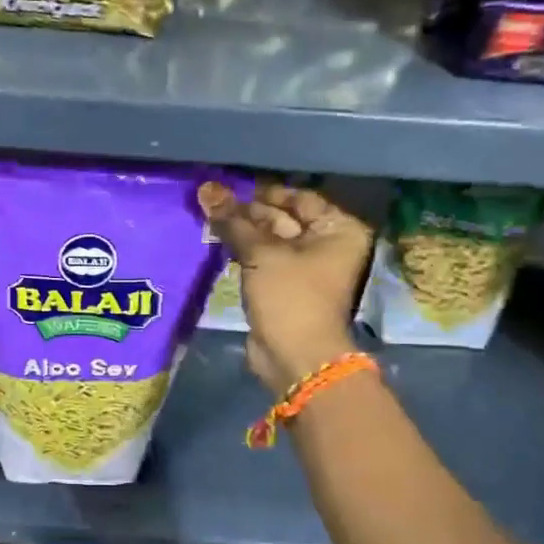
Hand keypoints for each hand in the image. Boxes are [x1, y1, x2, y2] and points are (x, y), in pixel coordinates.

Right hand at [199, 181, 372, 394]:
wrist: (295, 357)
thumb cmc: (290, 297)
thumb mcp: (260, 253)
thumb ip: (233, 221)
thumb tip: (206, 188)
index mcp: (337, 229)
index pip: (298, 198)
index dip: (263, 192)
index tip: (228, 186)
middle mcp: (326, 244)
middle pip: (283, 218)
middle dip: (247, 212)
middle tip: (210, 200)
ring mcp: (305, 267)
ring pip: (269, 240)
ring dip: (240, 231)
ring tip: (206, 215)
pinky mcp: (284, 286)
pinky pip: (262, 260)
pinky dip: (242, 251)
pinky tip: (215, 239)